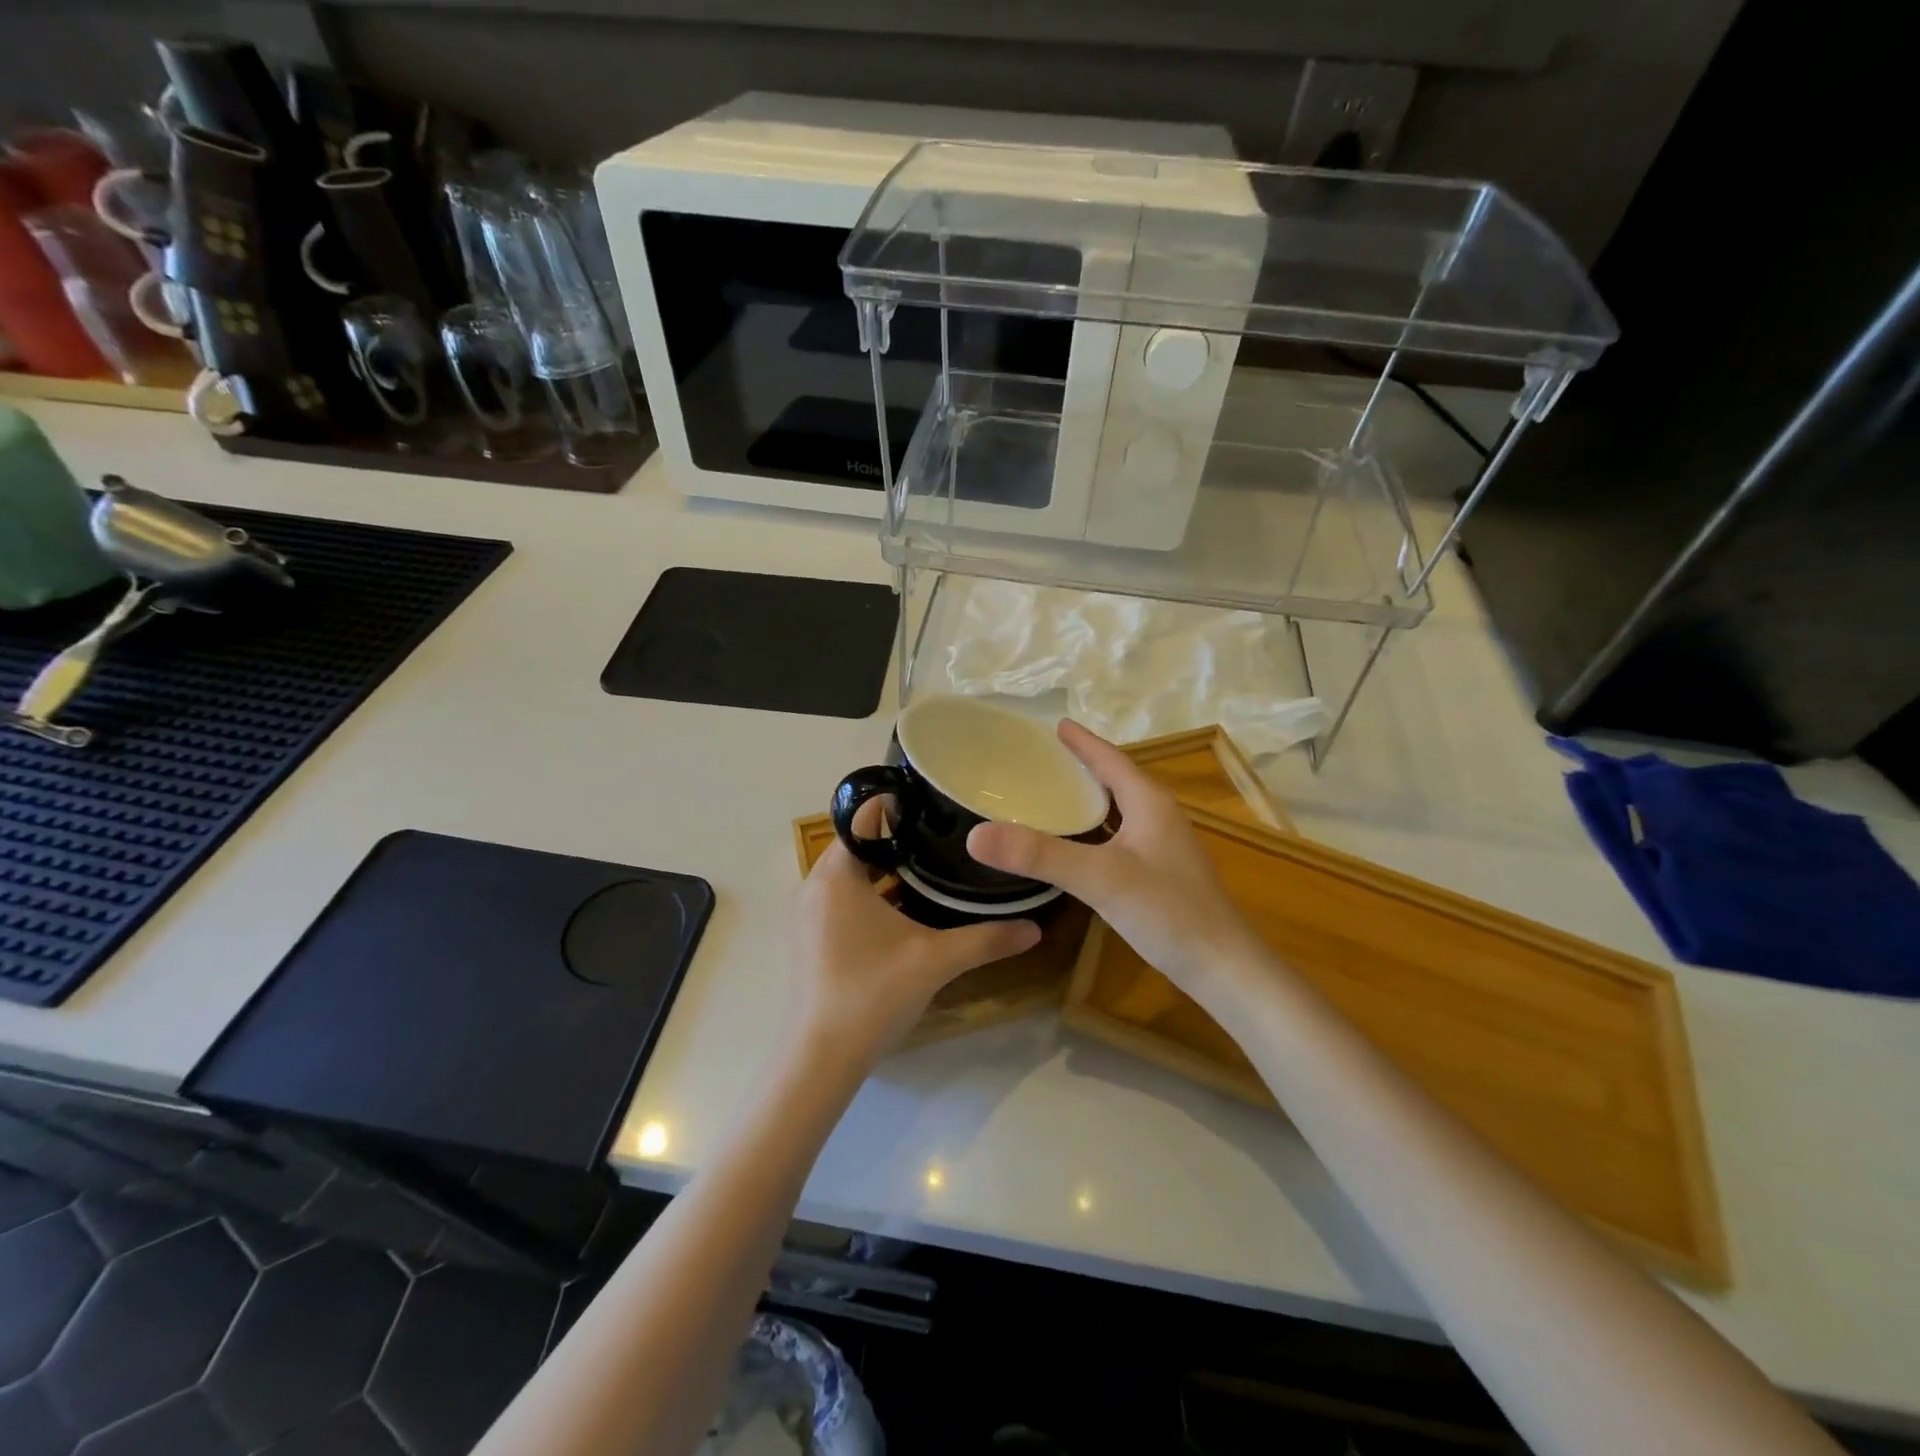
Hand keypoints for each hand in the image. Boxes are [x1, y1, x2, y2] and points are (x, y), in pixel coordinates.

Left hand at [792, 802, 1040, 1067]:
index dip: (897, 806)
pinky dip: (871, 893)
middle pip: (858, 843)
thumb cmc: (873, 995)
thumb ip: (987, 939)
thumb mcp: (936, 960)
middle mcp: (815, 886)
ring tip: (932, 865)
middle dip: (898, 838)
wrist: (820, 1059)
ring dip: (885, 868)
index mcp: (836, 875)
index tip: (935, 805)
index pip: (862, 817)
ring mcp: (808, 914)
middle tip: (944, 835)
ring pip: (850, 873)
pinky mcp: (810, 938)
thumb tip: (1035, 928)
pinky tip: (906, 909)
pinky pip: (842, 898)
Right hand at [968, 720, 1268, 997]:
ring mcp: (1163, 846)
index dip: (1081, 742)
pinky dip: (1095, 829)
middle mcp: (1159, 816)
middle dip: (1082, 765)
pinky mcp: (1161, 873)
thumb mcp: (1099, 878)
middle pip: (1115, 779)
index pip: (1110, 759)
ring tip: (1054, 793)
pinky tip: (1077, 844)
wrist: (1223, 967)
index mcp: (1149, 802)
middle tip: (1042, 758)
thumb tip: (977, 835)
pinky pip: (1120, 836)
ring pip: (1119, 809)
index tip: (1054, 725)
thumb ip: (1040, 855)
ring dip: (1089, 798)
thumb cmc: (1167, 912)